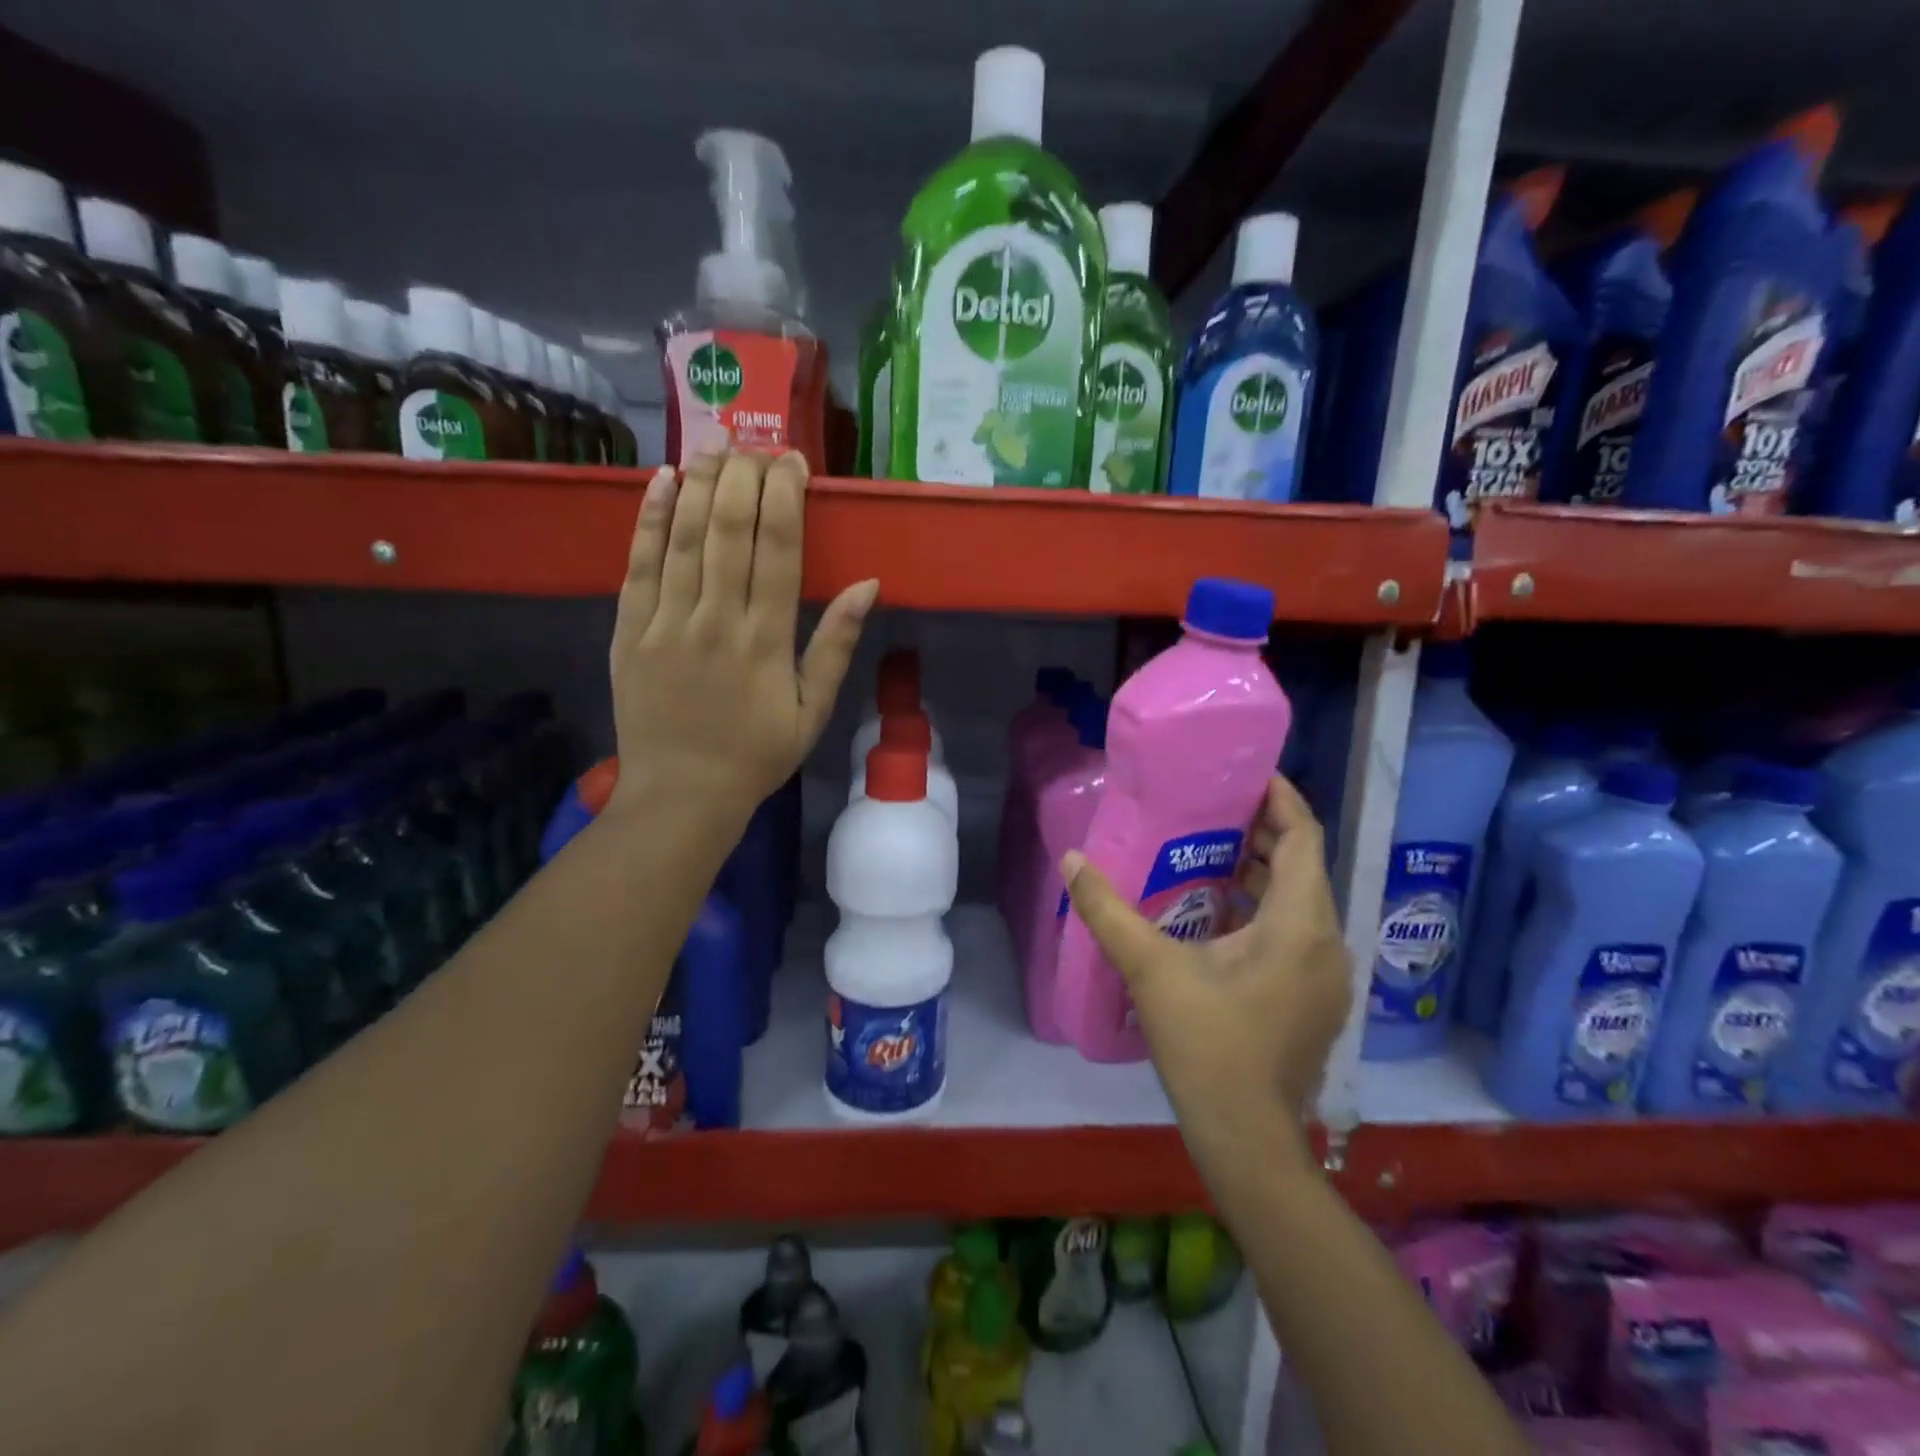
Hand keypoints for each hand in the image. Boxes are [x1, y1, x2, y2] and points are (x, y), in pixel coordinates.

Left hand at [608, 451, 876, 819]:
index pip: (777, 549)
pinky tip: (663, 481)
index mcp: (766, 641)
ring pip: (684, 537)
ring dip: (701, 483)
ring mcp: (665, 622)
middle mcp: (715, 620)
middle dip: (744, 476)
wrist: (681, 795)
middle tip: (756, 443)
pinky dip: (651, 519)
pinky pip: (638, 564)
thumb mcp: (813, 711)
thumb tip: (867, 584)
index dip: (785, 497)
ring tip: (716, 444)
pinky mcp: (628, 631)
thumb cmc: (756, 756)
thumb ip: (835, 645)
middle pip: (729, 530)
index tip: (793, 462)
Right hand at [1061, 776, 1350, 1179]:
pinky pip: (1297, 932)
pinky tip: (1220, 914)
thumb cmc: (1206, 1046)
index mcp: (1299, 925)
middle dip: (1263, 832)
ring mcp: (1327, 976)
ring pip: (1301, 901)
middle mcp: (1327, 942)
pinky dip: (1266, 909)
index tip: (1247, 772)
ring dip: (1263, 872)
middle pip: (1303, 866)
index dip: (1280, 799)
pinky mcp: (1315, 1000)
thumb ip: (1107, 910)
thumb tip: (1071, 859)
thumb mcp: (1150, 969)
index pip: (1304, 838)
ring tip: (1210, 851)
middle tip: (1212, 807)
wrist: (1246, 1138)